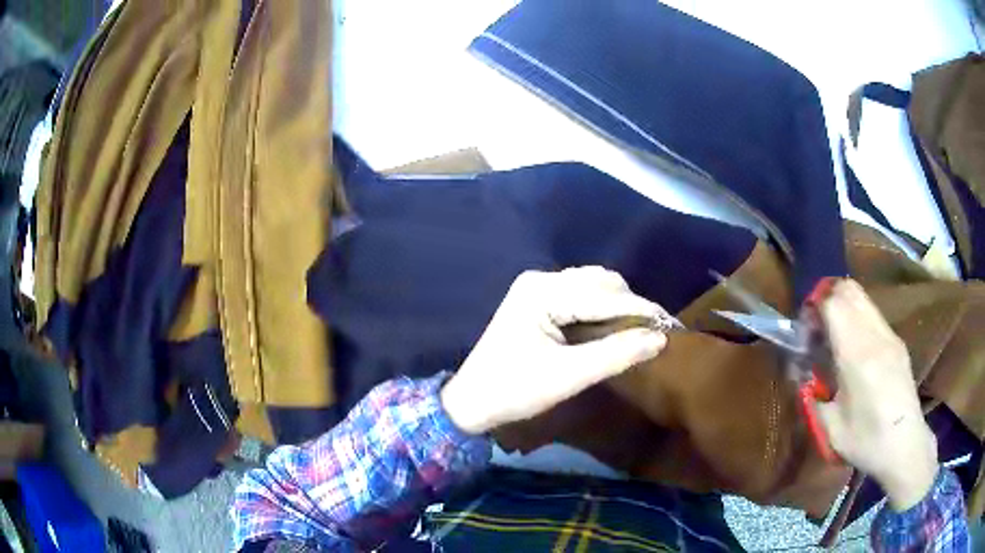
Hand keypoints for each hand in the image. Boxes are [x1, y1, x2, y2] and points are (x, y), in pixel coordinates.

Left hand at [441, 267, 669, 434]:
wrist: (472, 402)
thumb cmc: (515, 390)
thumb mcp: (569, 376)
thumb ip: (616, 355)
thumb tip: (661, 339)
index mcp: (543, 292)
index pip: (605, 295)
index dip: (642, 310)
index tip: (673, 326)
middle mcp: (541, 280)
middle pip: (601, 283)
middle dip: (631, 306)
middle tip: (655, 333)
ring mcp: (537, 288)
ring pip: (593, 286)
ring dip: (618, 306)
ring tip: (639, 332)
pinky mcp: (538, 301)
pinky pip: (580, 296)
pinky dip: (601, 310)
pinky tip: (613, 329)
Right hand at [816, 280, 937, 510]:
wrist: (905, 446)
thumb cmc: (866, 442)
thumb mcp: (830, 428)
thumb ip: (812, 395)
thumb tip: (801, 374)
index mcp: (857, 355)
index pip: (834, 303)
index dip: (814, 306)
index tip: (804, 328)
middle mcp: (876, 336)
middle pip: (850, 290)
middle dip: (828, 298)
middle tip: (816, 327)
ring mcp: (890, 336)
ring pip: (863, 298)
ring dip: (844, 306)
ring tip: (834, 337)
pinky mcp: (898, 342)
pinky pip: (874, 314)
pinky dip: (858, 317)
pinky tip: (854, 349)